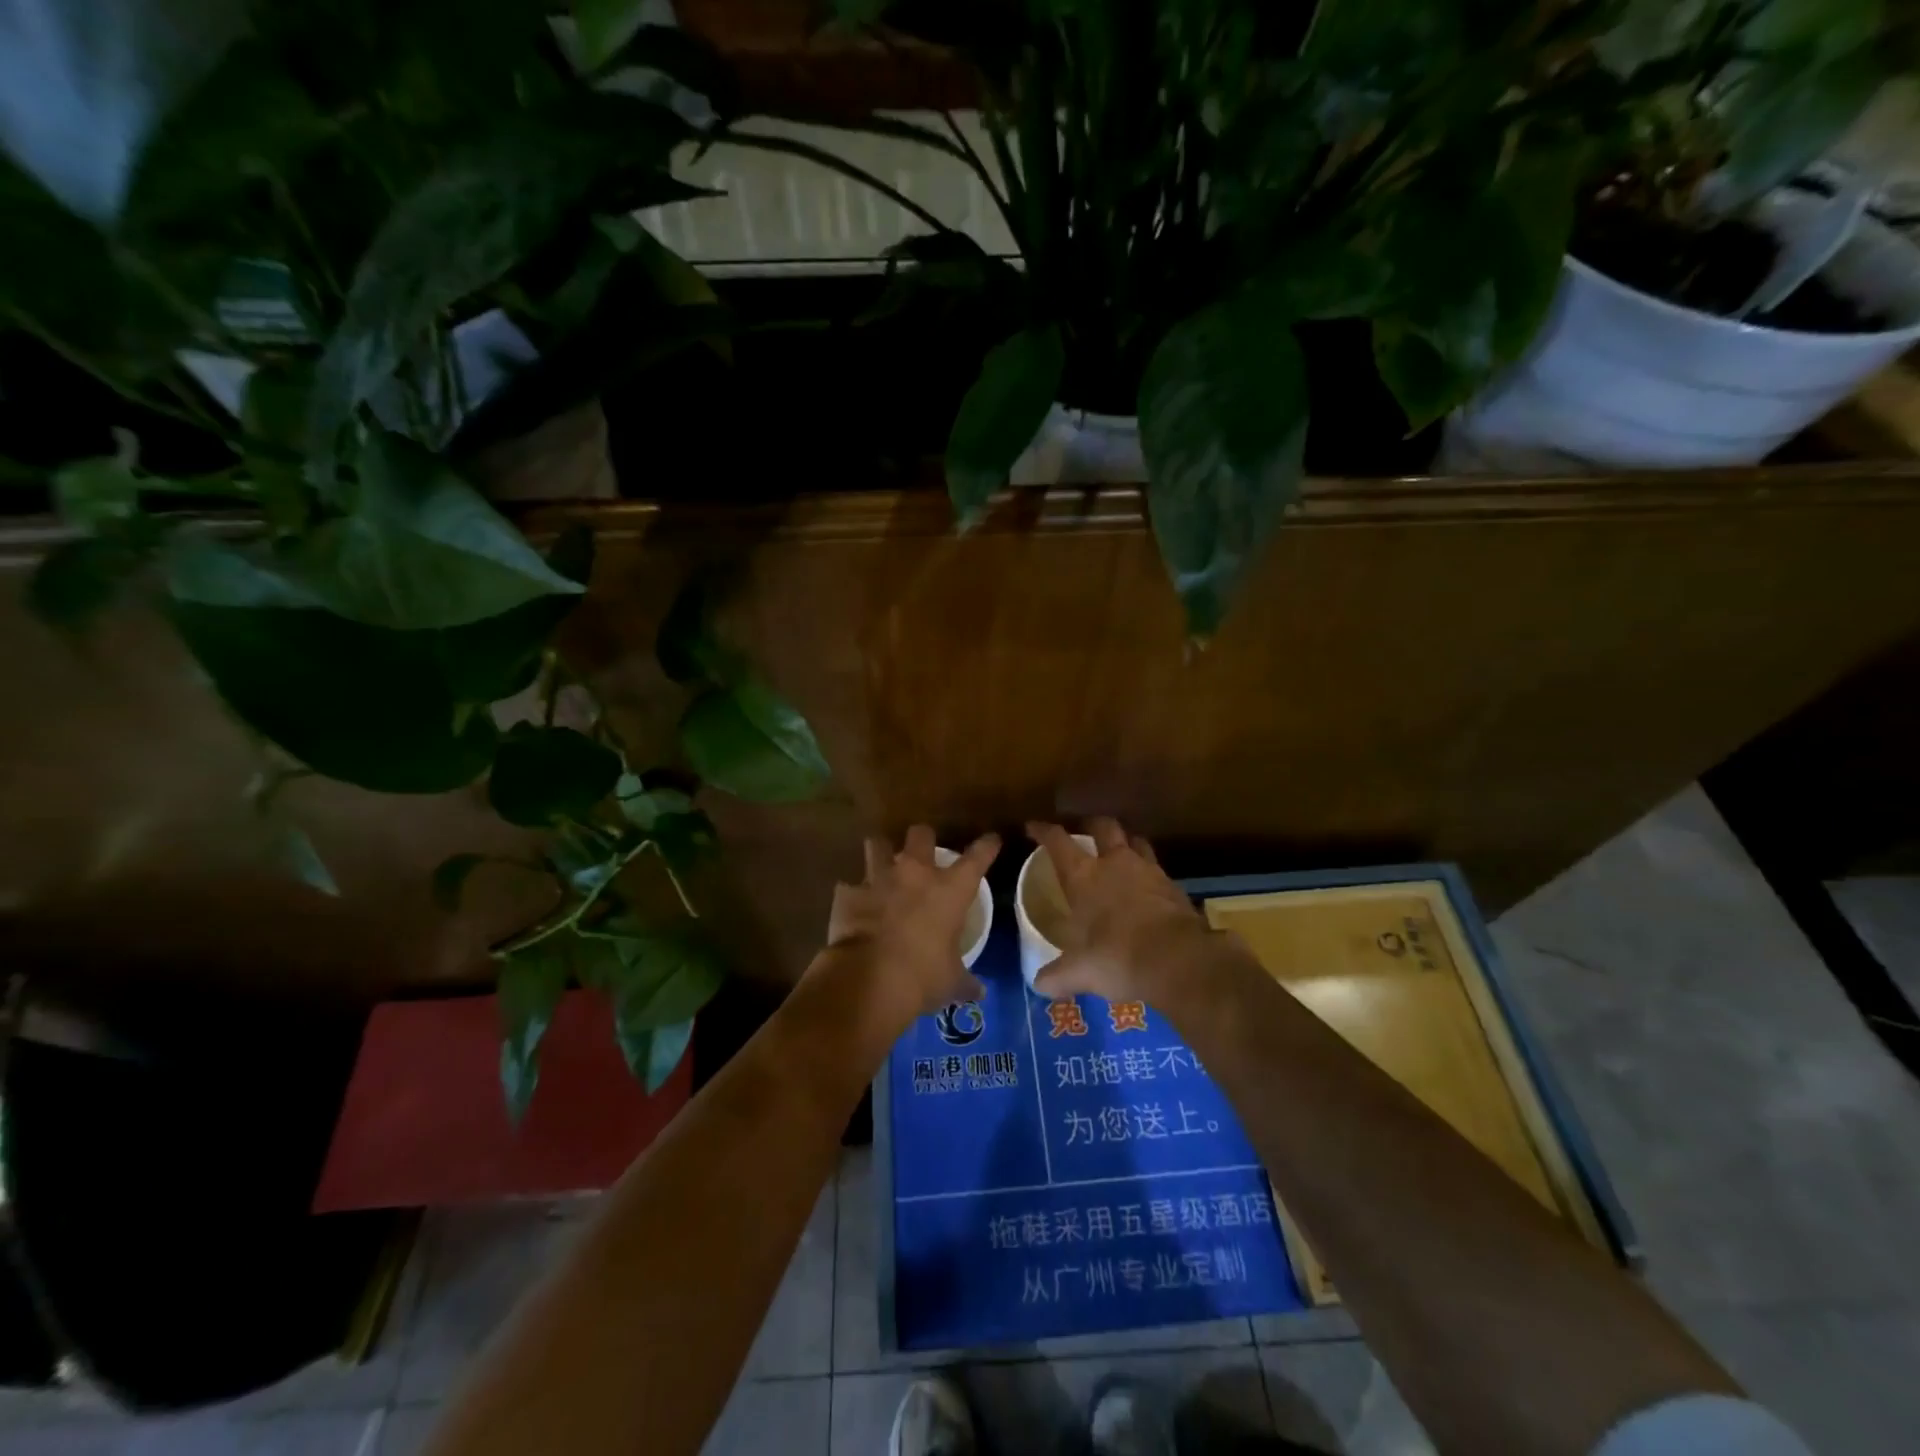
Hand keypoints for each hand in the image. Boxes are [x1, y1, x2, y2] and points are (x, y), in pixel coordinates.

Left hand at [823, 825, 1000, 1026]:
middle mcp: (915, 873)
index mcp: (950, 889)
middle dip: (922, 839)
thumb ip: (964, 981)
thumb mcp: (950, 982)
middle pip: (921, 834)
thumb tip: (979, 993)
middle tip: (921, 852)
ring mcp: (878, 878)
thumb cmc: (922, 977)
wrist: (868, 980)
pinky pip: (849, 885)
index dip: (987, 846)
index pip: (978, 857)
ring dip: (881, 853)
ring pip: (878, 844)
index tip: (991, 840)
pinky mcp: (848, 893)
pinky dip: (852, 894)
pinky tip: (853, 906)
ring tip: (881, 866)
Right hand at [1026, 817, 1212, 1004]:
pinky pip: (1157, 869)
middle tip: (1084, 832)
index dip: (1043, 831)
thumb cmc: (1118, 957)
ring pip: (1135, 842)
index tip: (1033, 827)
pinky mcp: (1174, 886)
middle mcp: (1115, 863)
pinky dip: (1148, 874)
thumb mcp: (1080, 972)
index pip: (1058, 841)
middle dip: (1092, 825)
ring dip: (1126, 844)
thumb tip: (1039, 985)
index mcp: (1084, 876)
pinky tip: (1146, 889)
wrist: (1179, 960)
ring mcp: (1148, 871)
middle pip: (1104, 827)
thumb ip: (1057, 976)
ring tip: (1119, 855)